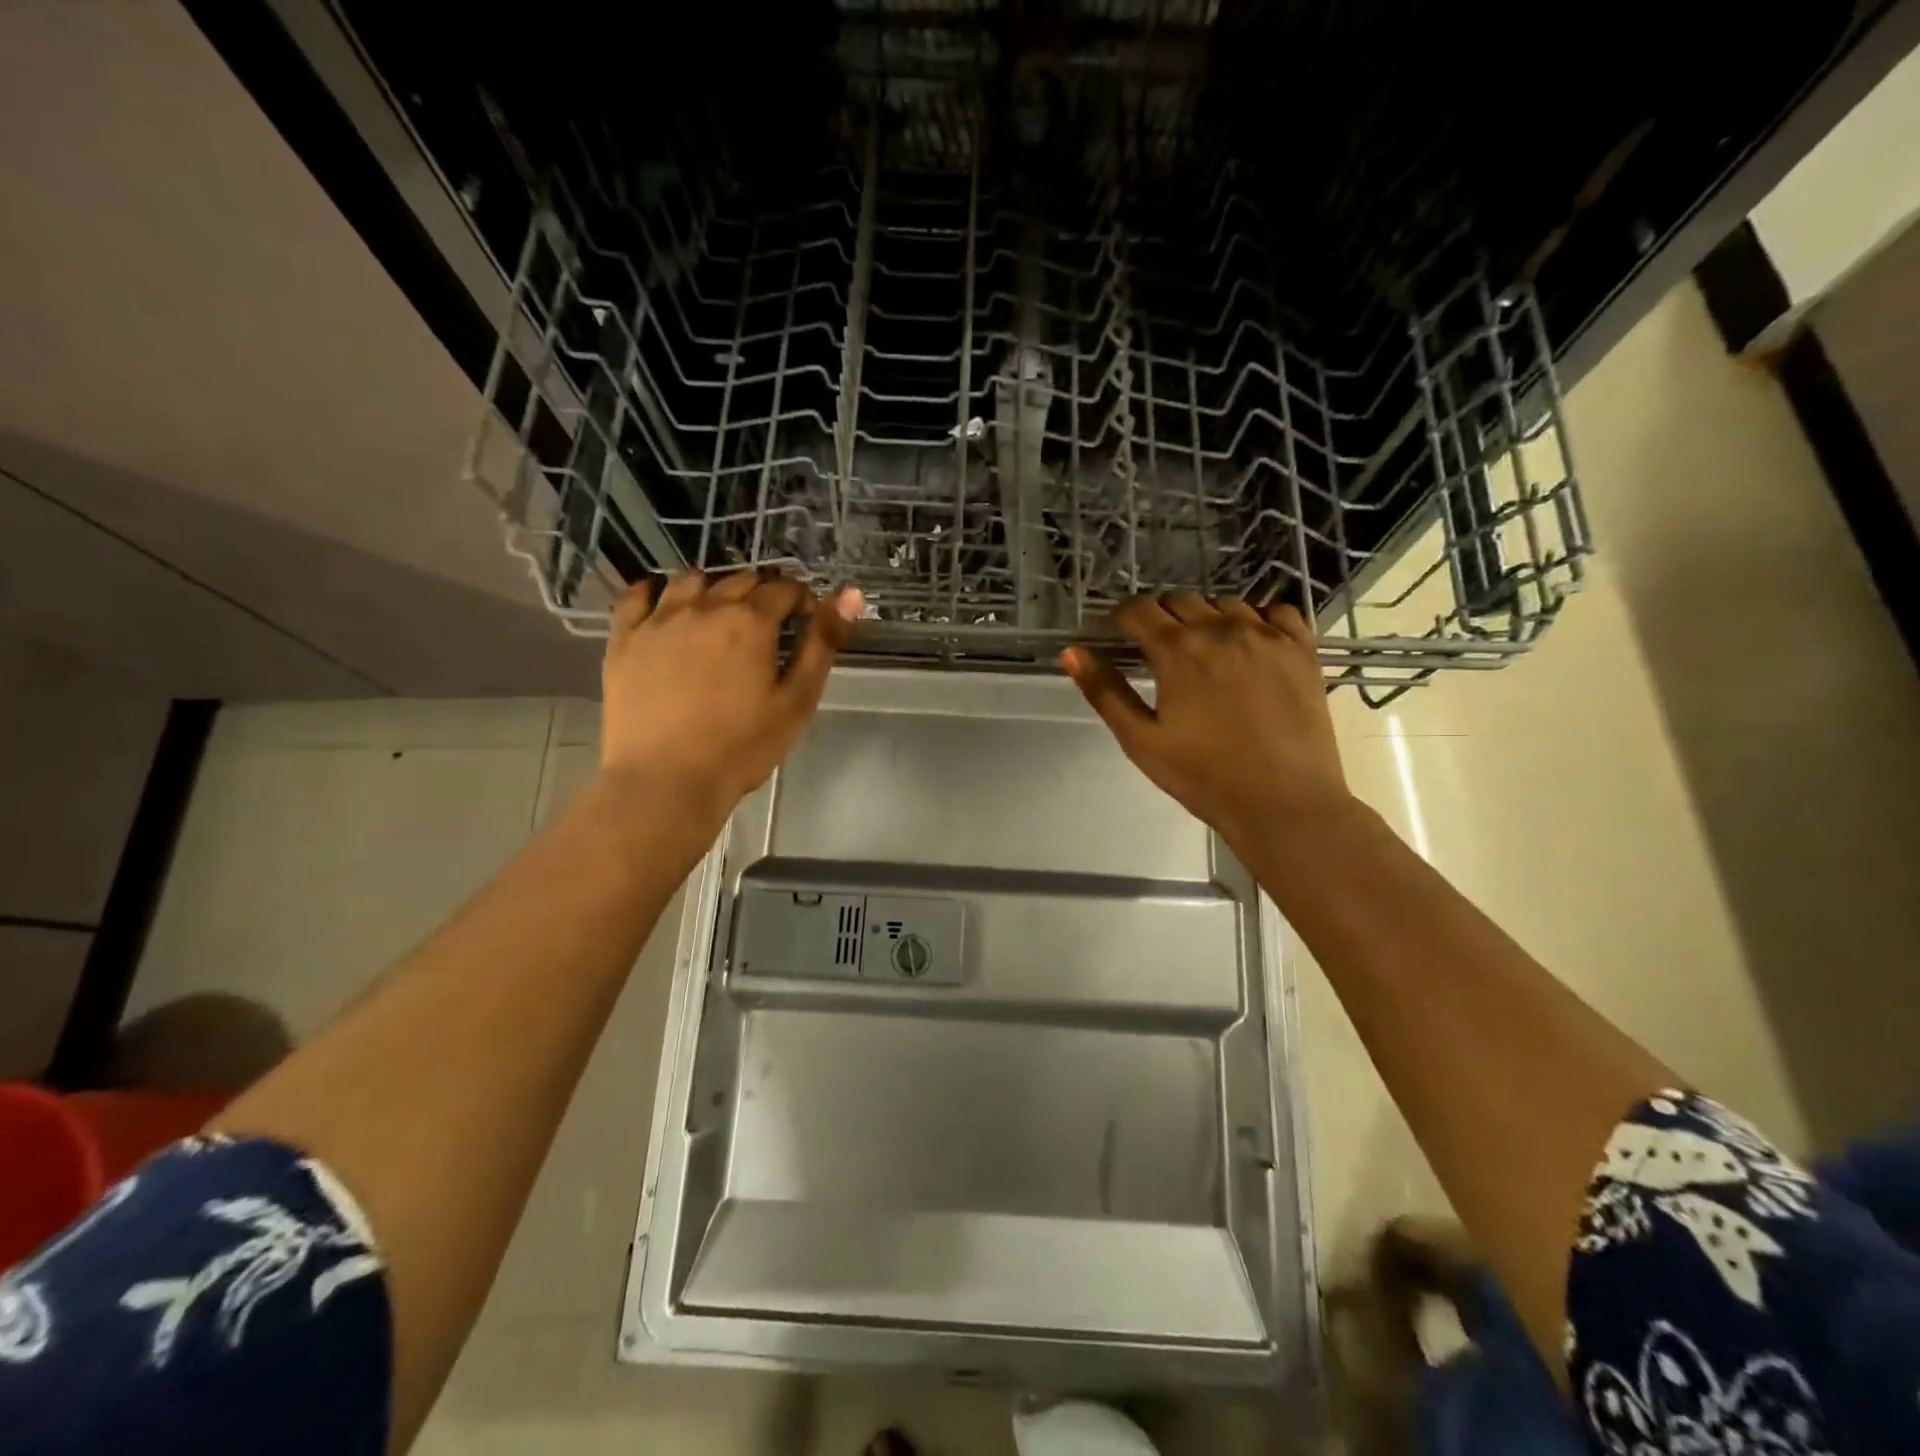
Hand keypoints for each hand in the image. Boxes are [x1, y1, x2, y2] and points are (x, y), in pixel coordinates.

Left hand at [600, 570, 862, 832]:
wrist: (665, 780)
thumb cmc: (742, 747)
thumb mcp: (797, 700)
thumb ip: (823, 643)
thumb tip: (850, 594)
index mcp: (750, 621)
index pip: (783, 589)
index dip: (800, 600)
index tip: (805, 620)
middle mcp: (703, 607)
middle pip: (739, 580)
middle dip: (761, 593)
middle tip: (768, 625)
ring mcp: (658, 620)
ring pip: (691, 581)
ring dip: (714, 588)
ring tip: (720, 614)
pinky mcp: (624, 639)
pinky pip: (637, 596)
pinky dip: (656, 591)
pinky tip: (665, 604)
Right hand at [1060, 593, 1349, 852]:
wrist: (1284, 802)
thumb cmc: (1204, 776)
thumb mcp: (1140, 740)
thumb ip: (1105, 691)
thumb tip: (1072, 651)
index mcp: (1178, 650)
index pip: (1138, 610)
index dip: (1121, 619)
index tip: (1116, 636)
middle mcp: (1222, 629)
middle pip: (1179, 600)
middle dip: (1159, 618)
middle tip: (1156, 651)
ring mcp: (1268, 635)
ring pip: (1225, 603)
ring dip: (1204, 617)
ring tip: (1202, 650)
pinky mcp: (1302, 649)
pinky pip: (1275, 611)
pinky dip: (1256, 618)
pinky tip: (1250, 643)